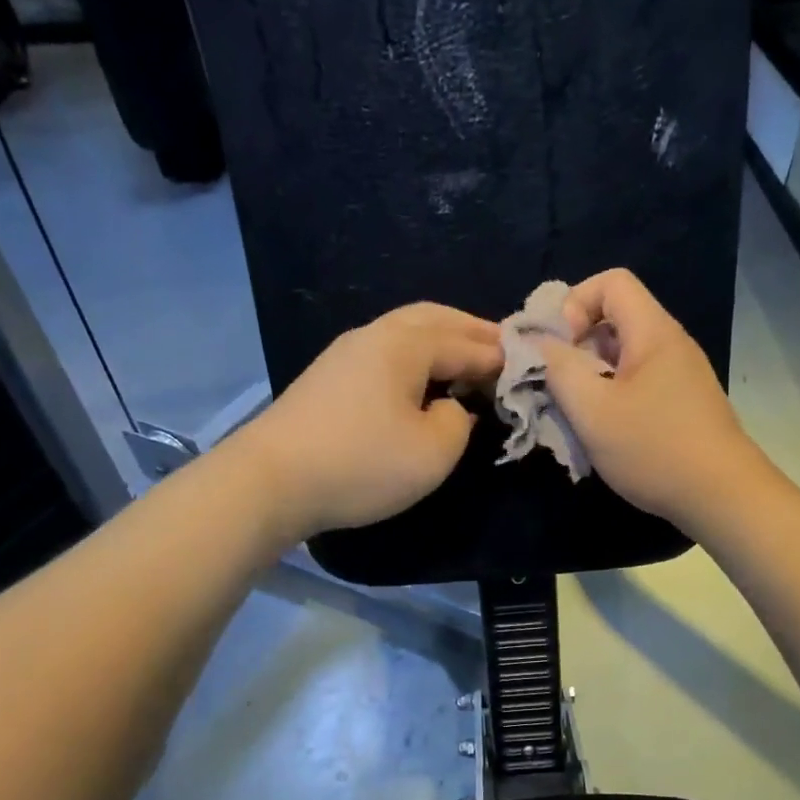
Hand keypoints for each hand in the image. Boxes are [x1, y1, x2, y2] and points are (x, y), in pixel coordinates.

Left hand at [235, 302, 501, 537]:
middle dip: (471, 332)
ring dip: (441, 342)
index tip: (528, 368)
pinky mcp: (328, 377)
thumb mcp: (433, 452)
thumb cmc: (361, 464)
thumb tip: (451, 407)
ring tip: (467, 364)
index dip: (500, 357)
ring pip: (406, 332)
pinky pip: (385, 353)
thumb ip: (458, 421)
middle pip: (434, 318)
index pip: (467, 342)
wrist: (271, 481)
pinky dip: (416, 358)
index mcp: (405, 344)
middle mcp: (375, 335)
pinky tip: (421, 383)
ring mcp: (345, 353)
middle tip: (502, 351)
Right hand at [540, 269, 766, 531]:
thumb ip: (559, 370)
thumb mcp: (593, 410)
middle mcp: (669, 344)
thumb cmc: (654, 449)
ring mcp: (679, 376)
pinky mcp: (681, 404)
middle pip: (615, 319)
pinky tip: (602, 432)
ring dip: (590, 378)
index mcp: (653, 332)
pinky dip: (611, 398)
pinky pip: (636, 384)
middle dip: (576, 346)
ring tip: (574, 413)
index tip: (558, 348)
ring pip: (622, 357)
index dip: (574, 303)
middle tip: (556, 385)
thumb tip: (540, 345)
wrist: (722, 497)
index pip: (611, 282)